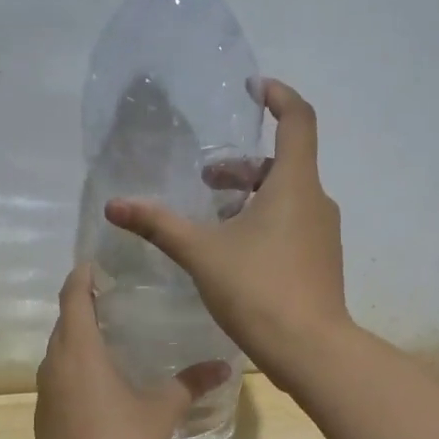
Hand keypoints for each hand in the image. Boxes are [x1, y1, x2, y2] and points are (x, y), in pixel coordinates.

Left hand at [35, 265, 229, 438]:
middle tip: (111, 298)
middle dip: (81, 306)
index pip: (74, 298)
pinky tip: (97, 383)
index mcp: (79, 351)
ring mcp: (44, 393)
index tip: (94, 264)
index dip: (82, 277)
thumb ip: (190, 384)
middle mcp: (54, 365)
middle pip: (63, 323)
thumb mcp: (162, 411)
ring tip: (106, 337)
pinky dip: (73, 369)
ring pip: (57, 353)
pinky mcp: (43, 419)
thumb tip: (224, 365)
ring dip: (75, 340)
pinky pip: (57, 379)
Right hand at [105, 78, 350, 385]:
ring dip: (252, 196)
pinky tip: (236, 252)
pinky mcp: (321, 261)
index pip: (298, 120)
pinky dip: (266, 221)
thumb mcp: (202, 253)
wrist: (309, 349)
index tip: (255, 89)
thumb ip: (159, 226)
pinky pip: (293, 224)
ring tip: (214, 218)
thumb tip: (115, 206)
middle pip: (284, 164)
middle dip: (243, 165)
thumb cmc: (258, 290)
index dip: (279, 97)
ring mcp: (323, 234)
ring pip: (288, 197)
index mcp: (294, 185)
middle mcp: (316, 201)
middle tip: (208, 180)